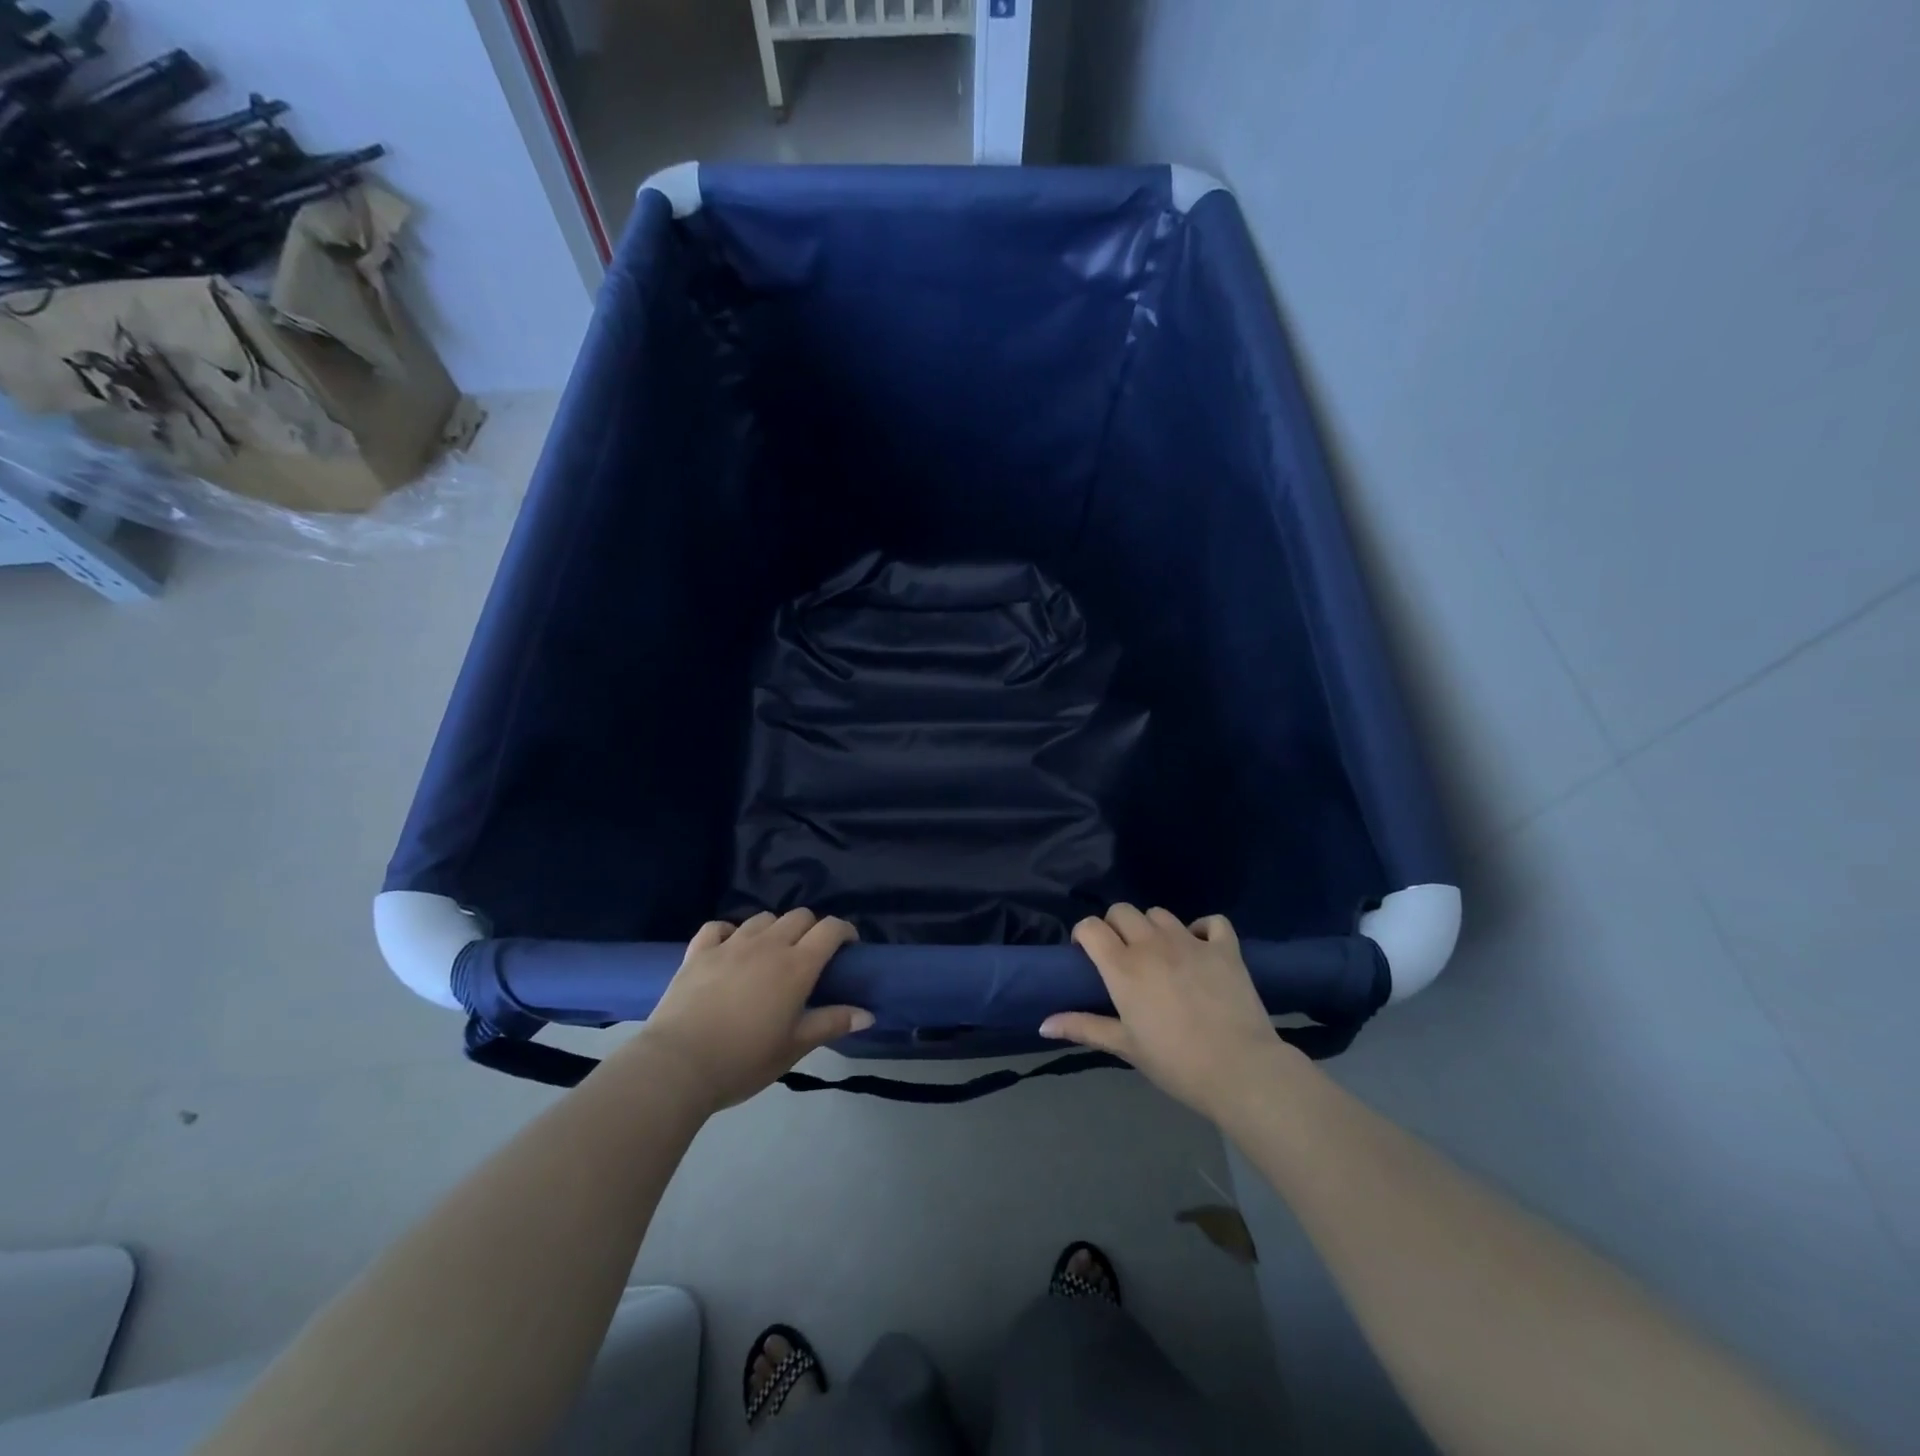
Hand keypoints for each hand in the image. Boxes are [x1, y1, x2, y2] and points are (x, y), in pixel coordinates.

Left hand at [640, 909, 870, 1111]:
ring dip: (775, 929)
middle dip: (812, 928)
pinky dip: (729, 932)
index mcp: (796, 966)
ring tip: (772, 952)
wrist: (677, 1066)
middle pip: (799, 916)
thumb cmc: (743, 1060)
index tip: (849, 947)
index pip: (830, 929)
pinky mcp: (698, 952)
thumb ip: (831, 1024)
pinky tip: (730, 947)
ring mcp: (730, 945)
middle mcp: (767, 945)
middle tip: (811, 955)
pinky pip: (718, 927)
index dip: (845, 931)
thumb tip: (868, 1014)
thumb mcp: (794, 1047)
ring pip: (762, 918)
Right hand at [1040, 905, 1295, 1123]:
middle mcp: (1152, 944)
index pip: (1090, 927)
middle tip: (1122, 955)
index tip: (1087, 955)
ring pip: (1160, 913)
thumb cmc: (1175, 1062)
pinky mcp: (1225, 948)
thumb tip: (1043, 1024)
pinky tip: (1201, 947)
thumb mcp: (1125, 1046)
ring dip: (1153, 928)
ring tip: (1159, 953)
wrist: (1239, 1070)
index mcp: (1123, 966)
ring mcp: (1191, 942)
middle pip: (1122, 911)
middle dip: (1115, 926)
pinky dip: (1204, 929)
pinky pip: (1212, 922)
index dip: (1084, 935)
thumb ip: (1084, 1027)